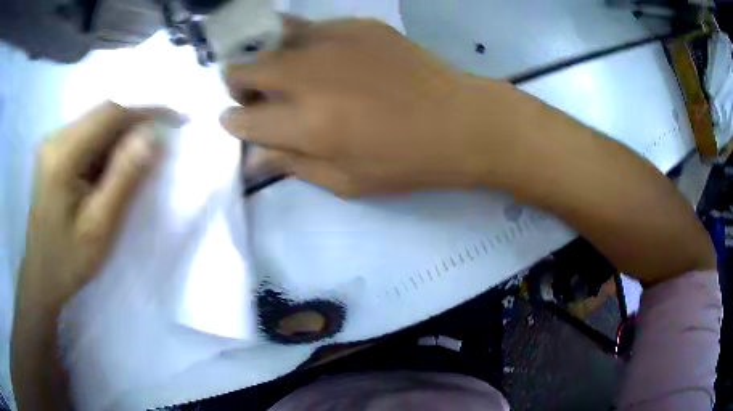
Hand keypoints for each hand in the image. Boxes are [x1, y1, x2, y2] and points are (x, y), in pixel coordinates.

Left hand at [18, 102, 179, 306]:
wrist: (42, 276)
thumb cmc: (69, 261)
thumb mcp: (100, 227)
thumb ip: (124, 179)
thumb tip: (152, 136)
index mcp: (62, 156)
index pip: (109, 114)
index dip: (145, 111)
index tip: (176, 119)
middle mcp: (55, 139)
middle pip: (102, 115)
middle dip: (135, 123)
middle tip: (160, 144)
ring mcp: (53, 144)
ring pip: (96, 123)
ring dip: (121, 136)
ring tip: (137, 162)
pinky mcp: (55, 152)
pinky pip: (88, 136)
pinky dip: (107, 145)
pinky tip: (111, 170)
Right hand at [222, 19, 524, 196]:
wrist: (460, 120)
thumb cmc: (406, 161)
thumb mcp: (347, 182)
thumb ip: (293, 165)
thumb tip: (254, 156)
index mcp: (305, 124)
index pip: (241, 119)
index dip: (234, 123)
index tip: (240, 122)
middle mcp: (308, 74)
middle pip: (243, 69)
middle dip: (239, 85)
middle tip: (257, 96)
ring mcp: (333, 41)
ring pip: (271, 39)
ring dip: (266, 58)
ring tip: (283, 71)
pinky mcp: (358, 25)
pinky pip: (311, 28)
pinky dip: (304, 43)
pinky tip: (325, 57)